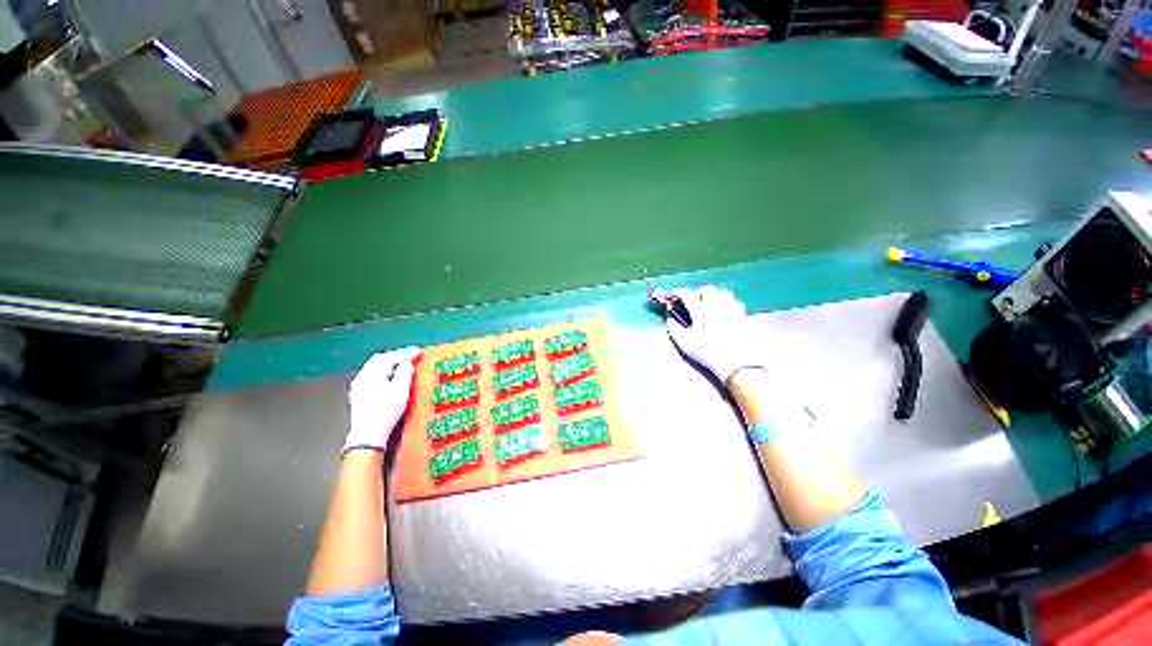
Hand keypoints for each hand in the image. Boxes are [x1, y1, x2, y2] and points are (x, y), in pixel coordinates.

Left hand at [343, 346, 420, 454]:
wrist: (368, 434)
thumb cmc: (386, 412)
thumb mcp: (401, 391)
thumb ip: (405, 373)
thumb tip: (407, 363)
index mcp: (373, 374)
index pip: (391, 357)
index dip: (406, 353)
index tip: (418, 351)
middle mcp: (363, 376)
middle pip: (380, 359)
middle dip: (396, 355)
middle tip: (411, 355)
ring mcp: (359, 385)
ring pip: (375, 366)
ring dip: (389, 362)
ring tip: (403, 363)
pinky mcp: (359, 393)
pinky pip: (372, 374)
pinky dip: (383, 370)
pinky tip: (390, 376)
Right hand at [666, 285, 764, 384]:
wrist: (735, 362)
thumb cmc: (707, 353)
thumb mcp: (686, 344)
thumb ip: (675, 330)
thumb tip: (670, 321)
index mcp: (700, 311)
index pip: (688, 295)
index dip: (679, 292)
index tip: (675, 294)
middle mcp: (716, 306)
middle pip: (708, 289)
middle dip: (699, 291)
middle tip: (694, 299)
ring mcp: (731, 310)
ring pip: (724, 293)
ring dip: (716, 295)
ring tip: (711, 302)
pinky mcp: (743, 316)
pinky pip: (737, 303)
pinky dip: (730, 304)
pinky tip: (727, 311)